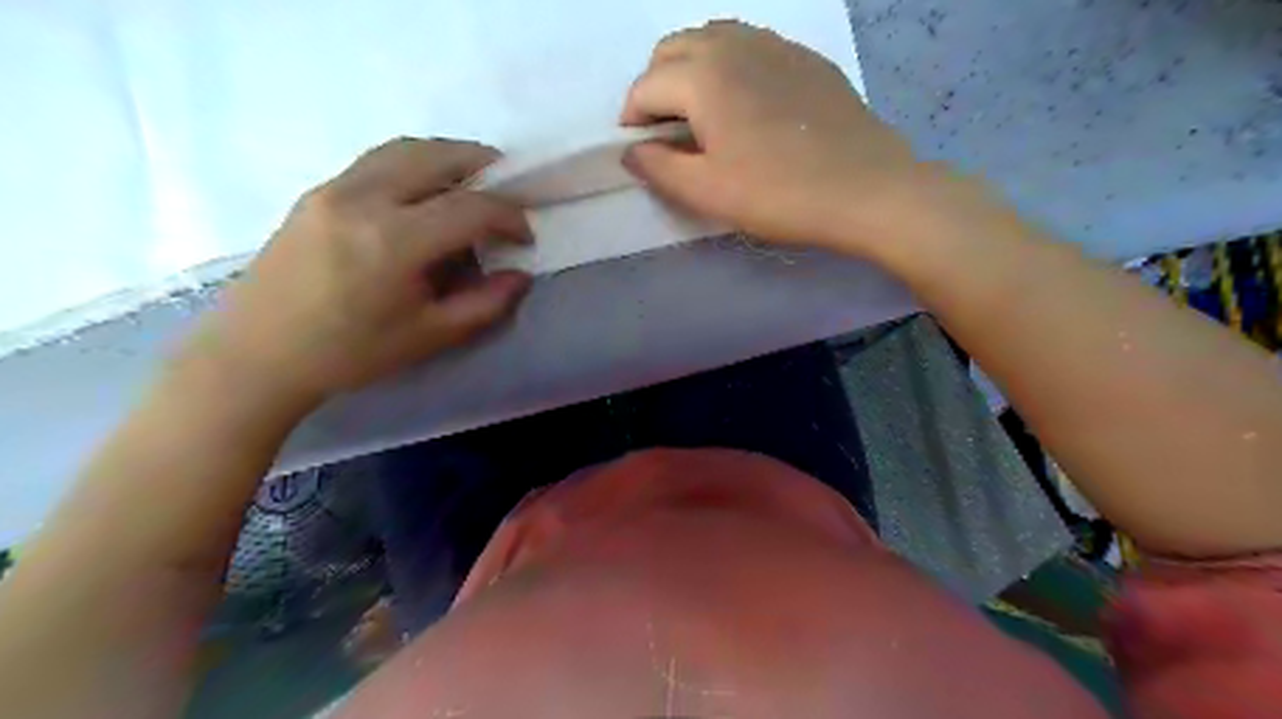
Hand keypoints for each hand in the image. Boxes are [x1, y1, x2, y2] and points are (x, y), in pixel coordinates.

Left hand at [183, 139, 534, 410]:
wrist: (258, 354)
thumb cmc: (350, 354)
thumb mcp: (429, 336)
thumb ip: (485, 304)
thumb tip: (520, 276)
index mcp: (394, 241)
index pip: (470, 208)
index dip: (508, 217)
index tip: (525, 236)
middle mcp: (363, 198)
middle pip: (437, 156)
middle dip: (484, 166)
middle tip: (509, 189)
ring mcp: (334, 188)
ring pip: (405, 149)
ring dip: (448, 157)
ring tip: (473, 182)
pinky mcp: (316, 192)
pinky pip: (378, 161)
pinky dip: (415, 164)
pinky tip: (426, 193)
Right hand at [624, 19, 932, 253]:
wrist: (865, 188)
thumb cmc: (778, 194)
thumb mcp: (707, 192)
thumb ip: (658, 168)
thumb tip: (633, 151)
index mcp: (703, 75)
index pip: (646, 85)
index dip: (632, 119)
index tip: (640, 151)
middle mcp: (733, 44)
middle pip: (673, 49)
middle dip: (656, 86)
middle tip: (666, 132)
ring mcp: (774, 44)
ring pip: (712, 39)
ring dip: (691, 70)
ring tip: (701, 116)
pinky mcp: (804, 58)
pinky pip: (750, 46)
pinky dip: (730, 67)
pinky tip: (746, 106)